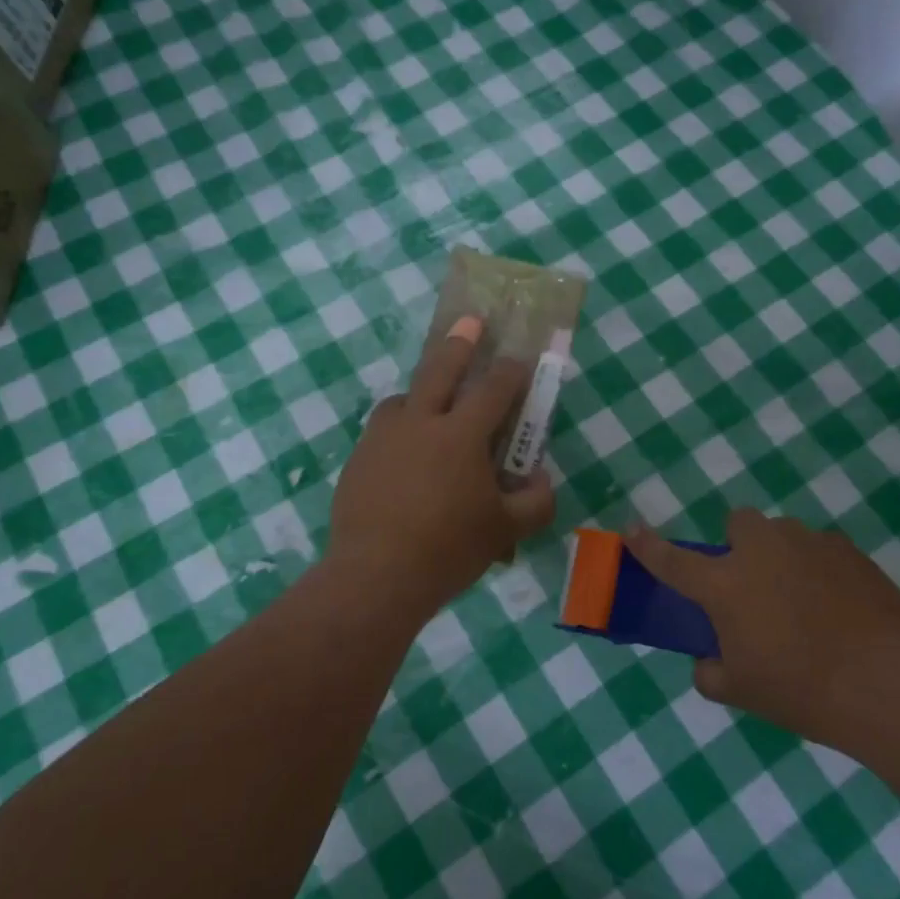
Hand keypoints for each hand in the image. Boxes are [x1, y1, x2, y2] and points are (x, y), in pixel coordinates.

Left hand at [329, 319, 555, 618]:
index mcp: (461, 434)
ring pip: (403, 397)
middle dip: (460, 343)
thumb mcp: (506, 531)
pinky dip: (399, 427)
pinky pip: (382, 429)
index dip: (512, 371)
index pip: (494, 389)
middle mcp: (420, 422)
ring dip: (421, 390)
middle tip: (470, 322)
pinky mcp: (358, 459)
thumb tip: (541, 479)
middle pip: (440, 368)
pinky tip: (404, 453)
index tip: (521, 361)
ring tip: (429, 400)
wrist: (375, 576)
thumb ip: (535, 501)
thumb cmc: (448, 550)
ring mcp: (383, 438)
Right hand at [627, 510, 899, 740]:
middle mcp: (762, 551)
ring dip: (781, 557)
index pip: (672, 561)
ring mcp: (808, 544)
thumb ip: (712, 673)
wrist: (888, 681)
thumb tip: (708, 662)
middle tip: (753, 585)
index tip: (631, 528)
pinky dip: (819, 570)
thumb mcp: (743, 693)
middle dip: (739, 544)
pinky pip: (821, 550)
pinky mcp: (848, 550)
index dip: (648, 545)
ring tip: (805, 602)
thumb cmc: (802, 689)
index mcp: (725, 584)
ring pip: (783, 535)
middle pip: (738, 522)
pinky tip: (840, 608)